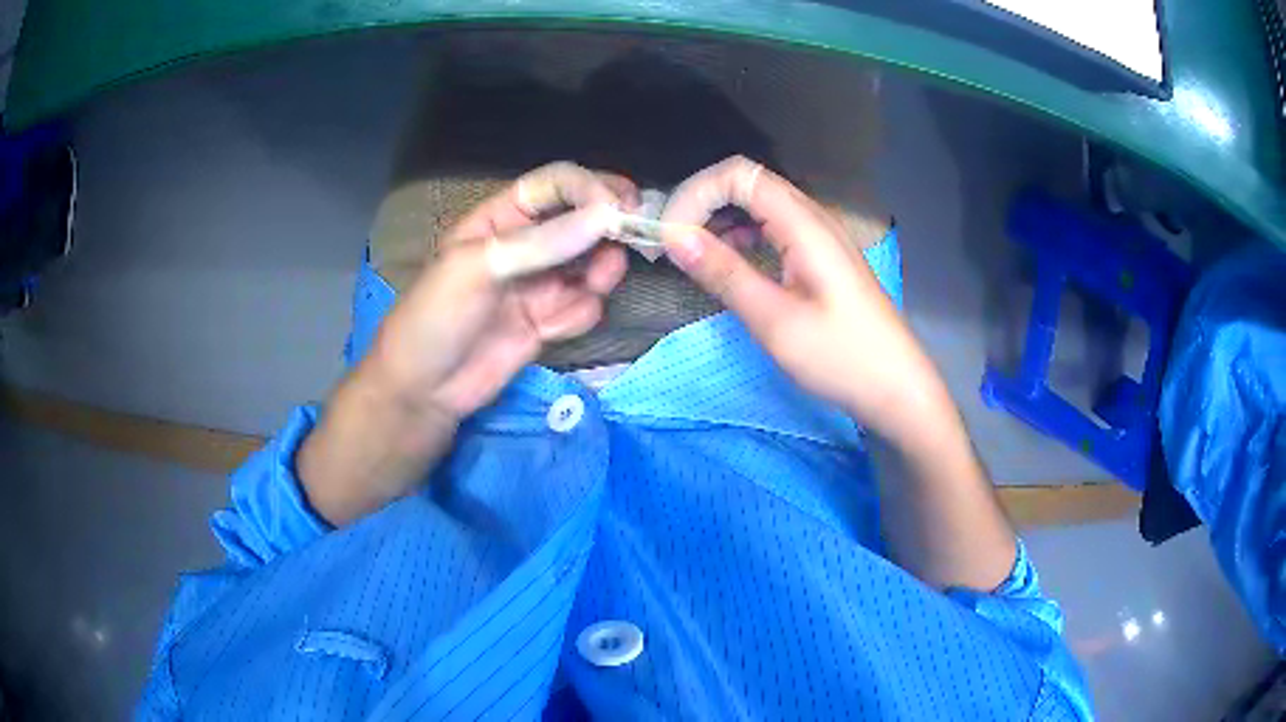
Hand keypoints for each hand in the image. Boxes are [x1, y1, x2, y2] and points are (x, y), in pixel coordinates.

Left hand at [300, 162, 631, 524]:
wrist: (423, 391)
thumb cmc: (435, 317)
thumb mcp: (478, 268)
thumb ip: (542, 243)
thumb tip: (605, 215)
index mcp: (500, 218)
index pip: (555, 186)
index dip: (589, 188)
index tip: (619, 207)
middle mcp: (525, 245)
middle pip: (582, 220)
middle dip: (607, 227)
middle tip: (632, 237)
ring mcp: (538, 284)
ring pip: (590, 264)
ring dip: (600, 271)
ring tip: (595, 283)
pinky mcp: (547, 321)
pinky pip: (583, 306)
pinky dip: (580, 313)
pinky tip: (554, 327)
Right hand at [662, 157, 1014, 590]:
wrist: (897, 388)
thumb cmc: (841, 357)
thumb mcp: (775, 320)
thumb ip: (724, 273)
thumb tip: (675, 237)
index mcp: (804, 224)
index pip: (739, 174)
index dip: (697, 193)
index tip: (672, 236)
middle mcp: (813, 219)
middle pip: (748, 183)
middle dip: (702, 204)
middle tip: (673, 245)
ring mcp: (820, 238)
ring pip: (760, 207)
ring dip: (721, 221)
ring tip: (692, 256)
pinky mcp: (821, 259)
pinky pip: (774, 230)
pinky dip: (743, 238)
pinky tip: (730, 265)